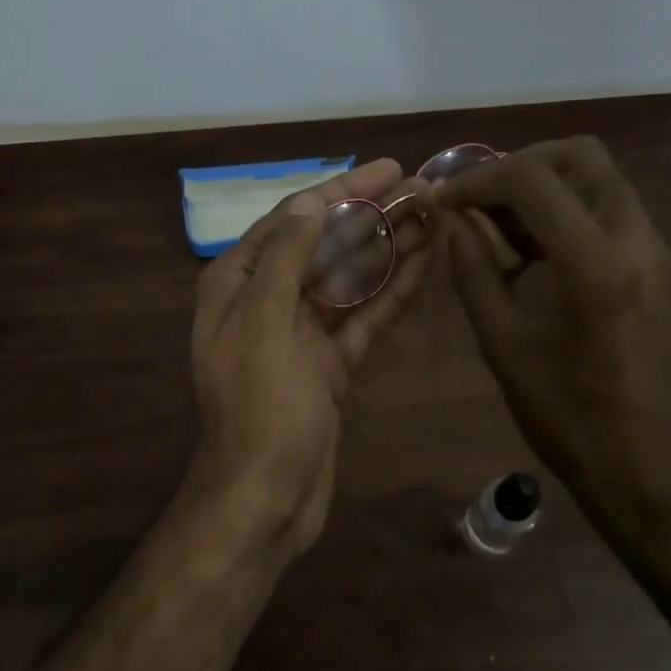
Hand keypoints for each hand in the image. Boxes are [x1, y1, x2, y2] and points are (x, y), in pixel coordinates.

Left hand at [189, 159, 429, 558]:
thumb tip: (311, 202)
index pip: (293, 218)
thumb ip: (286, 257)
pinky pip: (363, 318)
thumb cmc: (260, 407)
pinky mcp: (329, 364)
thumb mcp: (265, 322)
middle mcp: (267, 299)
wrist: (264, 500)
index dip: (341, 191)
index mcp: (238, 282)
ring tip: (433, 217)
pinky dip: (391, 293)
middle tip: (421, 189)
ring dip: (388, 249)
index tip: (387, 169)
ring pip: (349, 279)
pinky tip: (425, 265)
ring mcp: (301, 333)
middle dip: (370, 216)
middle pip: (324, 244)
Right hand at [432, 137, 670, 527]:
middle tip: (482, 198)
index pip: (532, 180)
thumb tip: (449, 222)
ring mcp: (659, 253)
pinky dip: (570, 210)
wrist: (650, 471)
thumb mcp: (504, 345)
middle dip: (521, 163)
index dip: (478, 180)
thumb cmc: (568, 418)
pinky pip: (613, 211)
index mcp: (596, 265)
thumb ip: (473, 272)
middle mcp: (638, 242)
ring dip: (547, 186)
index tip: (445, 201)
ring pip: (601, 178)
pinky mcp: (664, 268)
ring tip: (504, 228)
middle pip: (581, 155)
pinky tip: (538, 252)